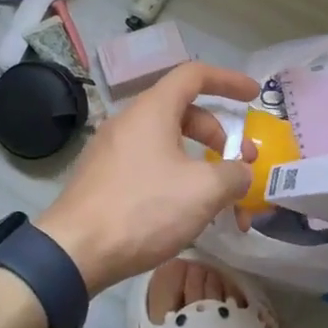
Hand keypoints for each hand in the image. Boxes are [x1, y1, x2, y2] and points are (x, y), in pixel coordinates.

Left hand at [35, 62, 258, 294]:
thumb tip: (241, 172)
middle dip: (219, 136)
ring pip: (167, 144)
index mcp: (152, 110)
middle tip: (239, 165)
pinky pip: (148, 165)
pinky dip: (175, 178)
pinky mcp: (102, 178)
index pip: (194, 75)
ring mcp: (112, 150)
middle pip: (184, 113)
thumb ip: (233, 174)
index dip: (228, 80)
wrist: (74, 252)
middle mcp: (129, 121)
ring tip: (218, 200)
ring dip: (199, 164)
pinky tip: (186, 213)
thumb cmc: (143, 209)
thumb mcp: (203, 191)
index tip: (254, 96)